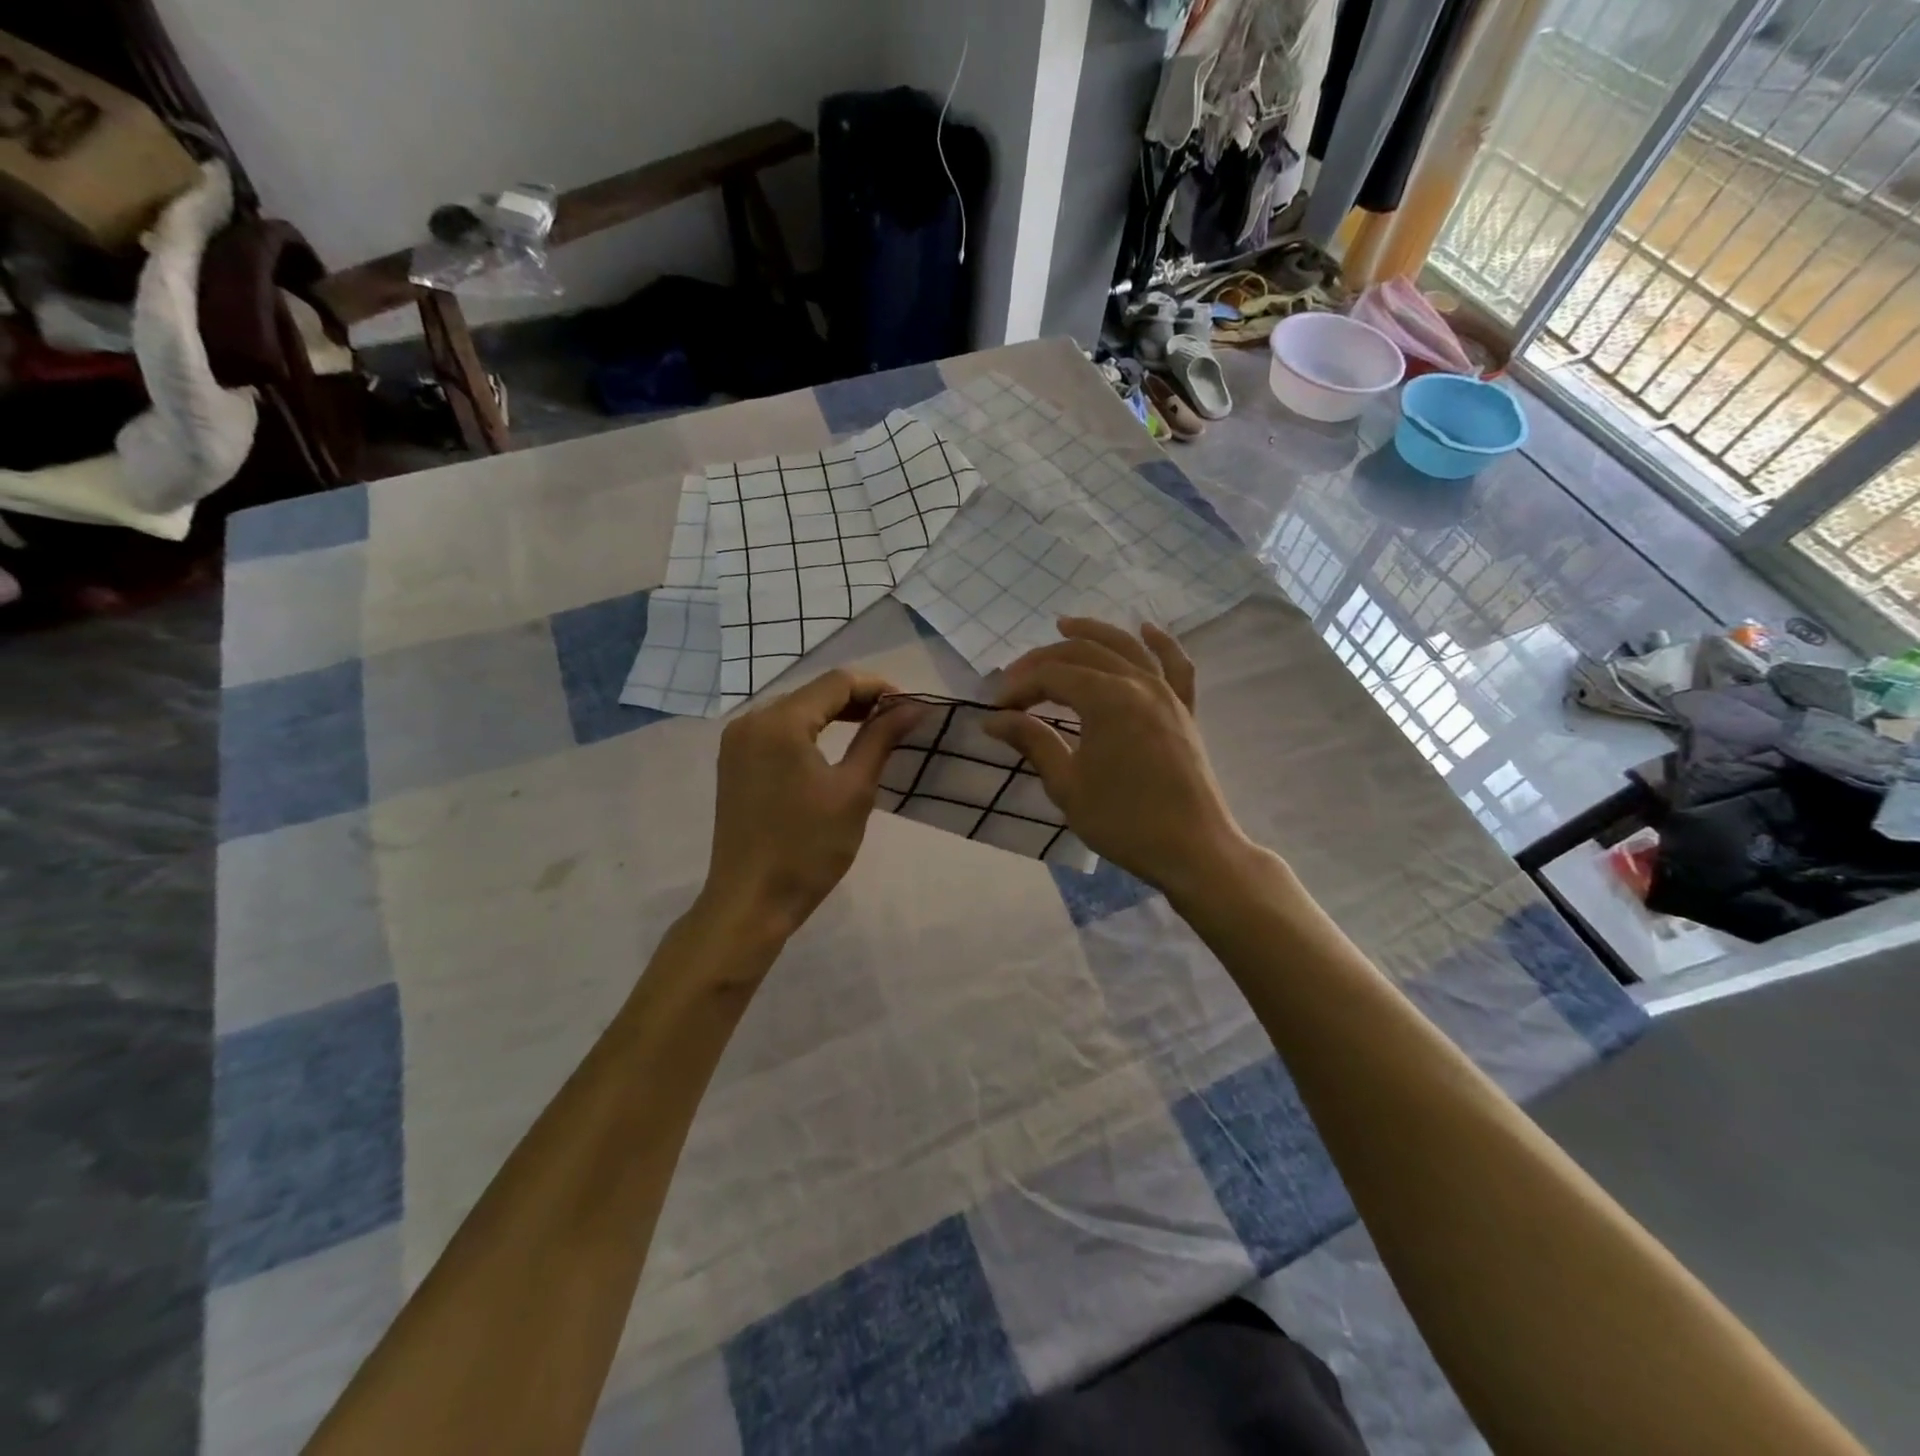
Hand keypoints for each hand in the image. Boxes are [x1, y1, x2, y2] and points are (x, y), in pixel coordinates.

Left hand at [701, 668, 927, 940]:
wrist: (751, 901)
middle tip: (896, 720)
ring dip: (834, 715)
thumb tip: (914, 707)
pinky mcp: (733, 762)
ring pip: (795, 710)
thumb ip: (881, 738)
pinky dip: (809, 732)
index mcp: (779, 722)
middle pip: (813, 692)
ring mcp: (736, 741)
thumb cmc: (808, 848)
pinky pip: (777, 730)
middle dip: (857, 700)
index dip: (878, 688)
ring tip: (872, 731)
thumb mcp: (854, 790)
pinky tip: (832, 748)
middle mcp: (751, 720)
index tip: (910, 707)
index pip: (836, 682)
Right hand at [985, 618, 1250, 896]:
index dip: (1019, 688)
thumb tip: (995, 720)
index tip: (995, 710)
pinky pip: (1176, 666)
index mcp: (1107, 699)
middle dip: (1043, 662)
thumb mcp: (1067, 785)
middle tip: (1014, 682)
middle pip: (1084, 654)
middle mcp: (1138, 684)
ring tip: (1064, 625)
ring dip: (1093, 632)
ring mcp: (1167, 694)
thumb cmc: (1123, 821)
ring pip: (1126, 647)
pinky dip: (1162, 643)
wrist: (1191, 850)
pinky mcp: (1185, 710)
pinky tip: (1147, 628)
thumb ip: (1033, 742)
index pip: (1052, 677)